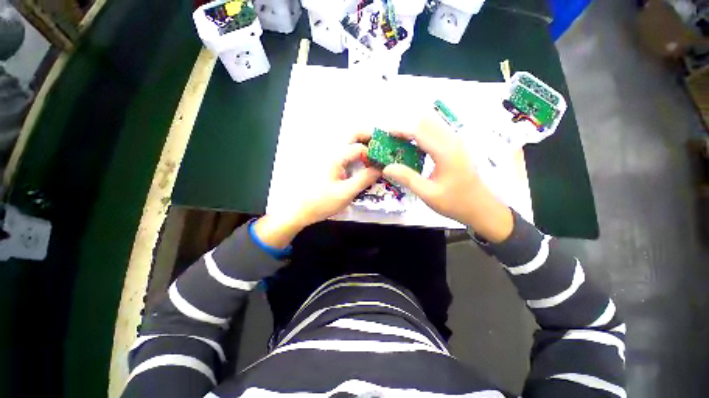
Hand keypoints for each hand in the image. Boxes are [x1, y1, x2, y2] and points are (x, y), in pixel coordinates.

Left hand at [255, 134, 380, 247]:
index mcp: (336, 157)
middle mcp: (331, 151)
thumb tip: (380, 169)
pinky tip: (360, 163)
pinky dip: (355, 153)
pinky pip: (344, 152)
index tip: (382, 164)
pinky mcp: (327, 164)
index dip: (373, 155)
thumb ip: (364, 179)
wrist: (299, 209)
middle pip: (352, 135)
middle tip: (381, 146)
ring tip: (373, 154)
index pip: (360, 148)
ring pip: (347, 142)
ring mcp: (328, 157)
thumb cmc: (321, 202)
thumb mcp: (346, 193)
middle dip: (368, 137)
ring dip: (362, 144)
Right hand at [382, 115, 513, 242]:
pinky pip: (438, 133)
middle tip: (392, 139)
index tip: (386, 134)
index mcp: (445, 152)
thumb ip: (407, 178)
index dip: (401, 130)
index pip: (420, 131)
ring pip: (433, 125)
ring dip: (416, 129)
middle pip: (427, 122)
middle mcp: (453, 142)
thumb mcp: (428, 194)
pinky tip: (415, 148)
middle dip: (407, 126)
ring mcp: (457, 143)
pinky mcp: (457, 148)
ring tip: (400, 142)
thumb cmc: (455, 202)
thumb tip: (387, 167)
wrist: (481, 208)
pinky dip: (424, 135)